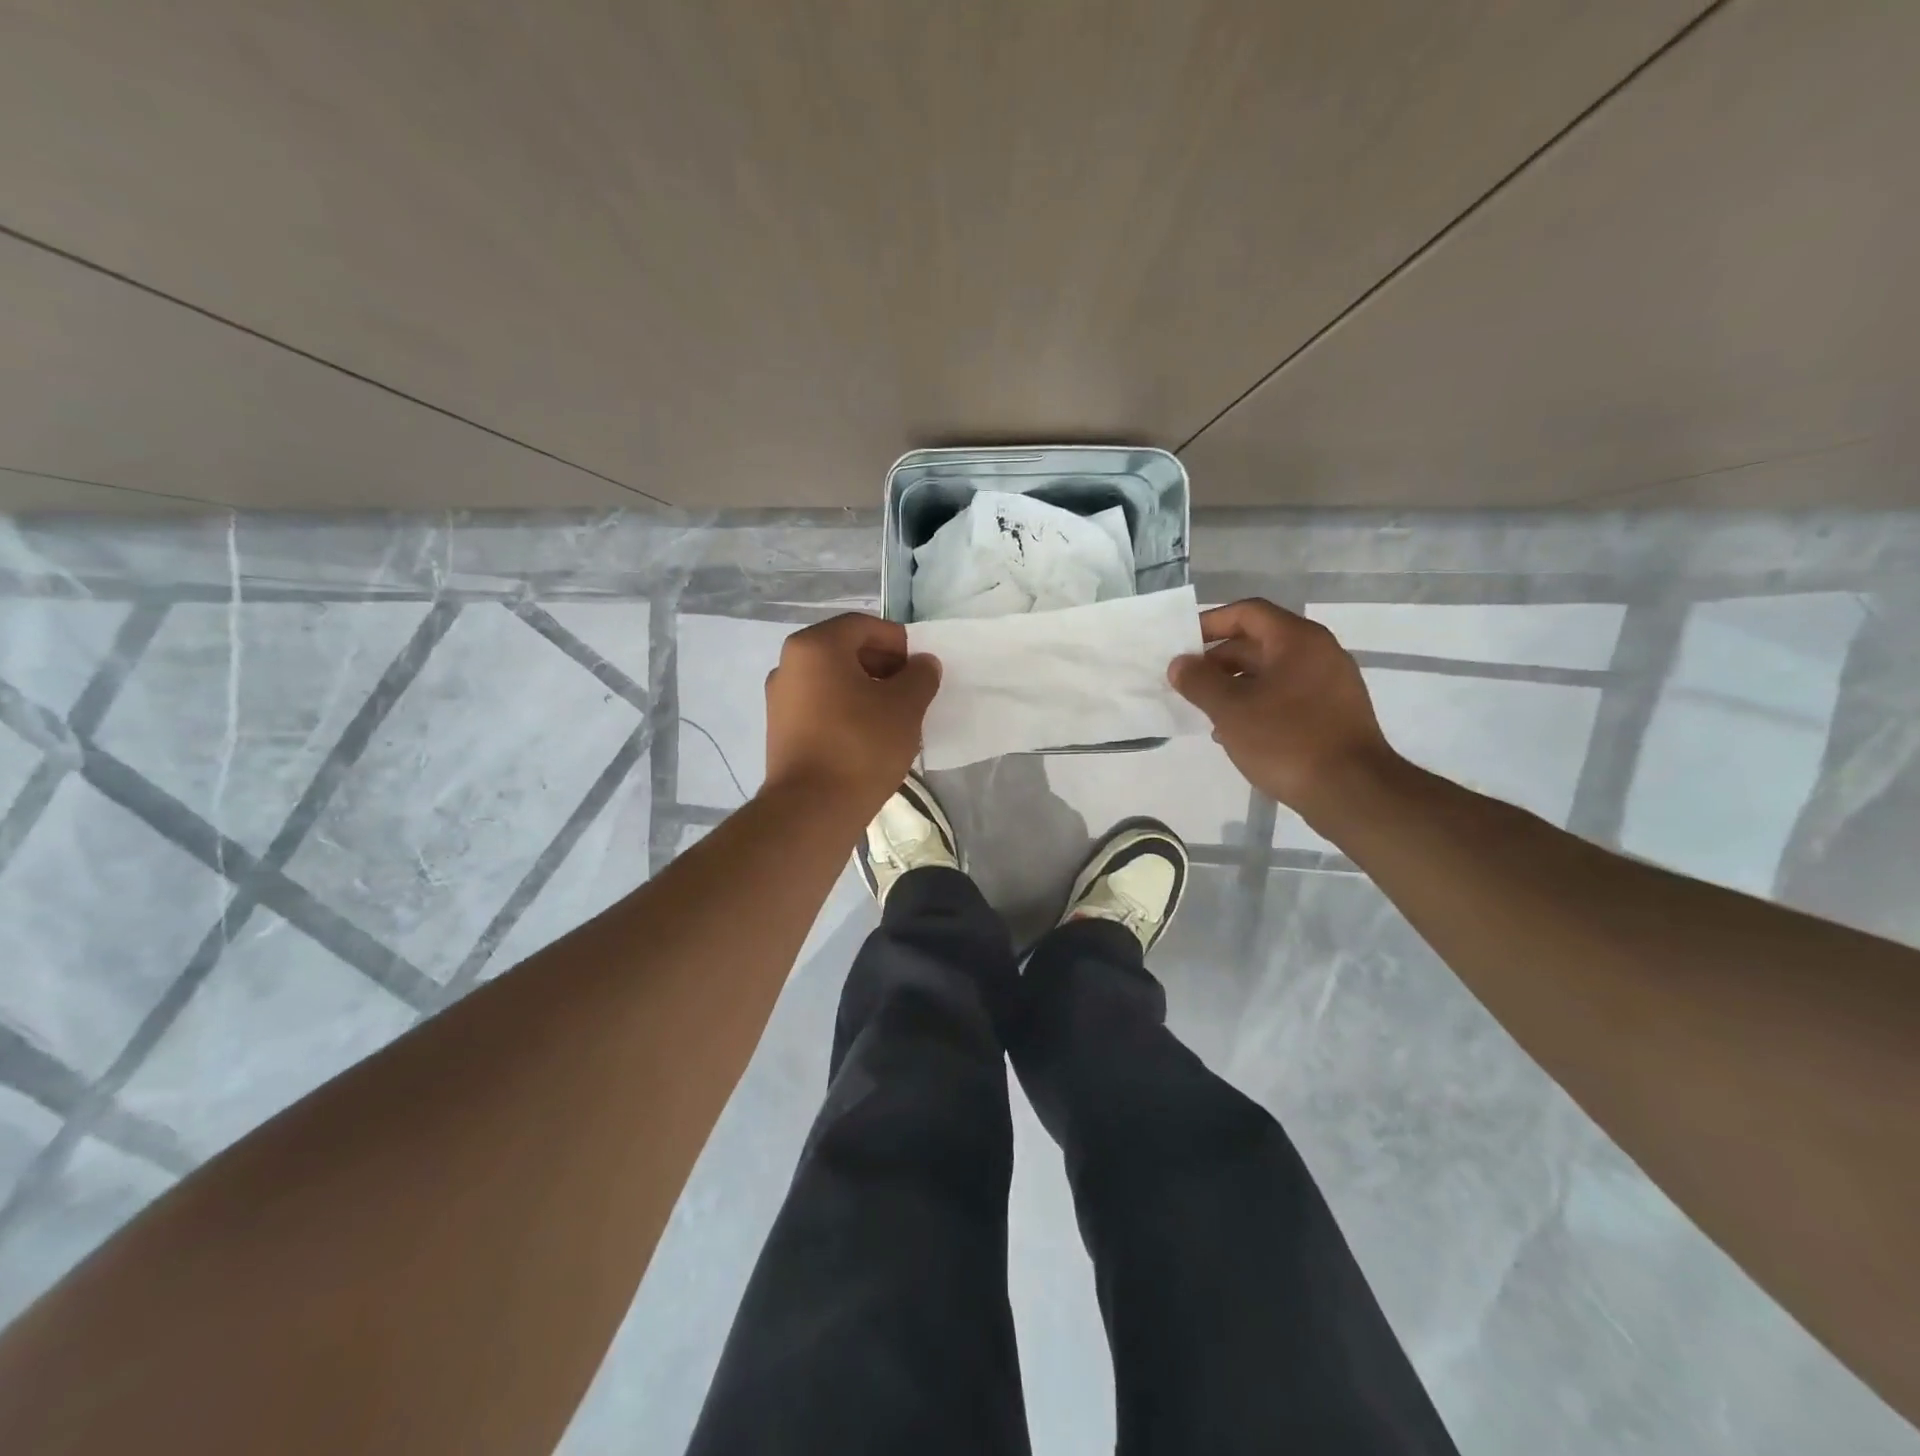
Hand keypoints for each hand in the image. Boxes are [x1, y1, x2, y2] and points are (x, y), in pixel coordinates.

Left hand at [763, 613, 939, 814]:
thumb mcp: (905, 706)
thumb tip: (923, 664)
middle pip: (845, 650)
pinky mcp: (780, 729)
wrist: (812, 809)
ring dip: (866, 689)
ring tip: (893, 717)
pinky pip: (820, 705)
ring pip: (832, 680)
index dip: (898, 642)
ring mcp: (779, 698)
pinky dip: (846, 710)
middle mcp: (789, 664)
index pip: (864, 625)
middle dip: (883, 666)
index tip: (920, 669)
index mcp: (815, 646)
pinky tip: (868, 736)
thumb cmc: (861, 745)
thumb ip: (920, 676)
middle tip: (911, 692)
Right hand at [1168, 599, 1399, 821]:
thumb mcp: (1231, 709)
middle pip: (1259, 642)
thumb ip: (1199, 681)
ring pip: (1271, 673)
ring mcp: (1330, 684)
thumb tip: (1180, 664)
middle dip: (1218, 661)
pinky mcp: (1333, 713)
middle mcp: (1319, 652)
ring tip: (1206, 711)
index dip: (1210, 623)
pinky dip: (1257, 705)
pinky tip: (1236, 734)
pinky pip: (1286, 696)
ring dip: (1235, 686)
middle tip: (1187, 683)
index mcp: (1297, 640)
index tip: (1181, 644)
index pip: (1247, 613)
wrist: (1352, 791)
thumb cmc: (1286, 740)